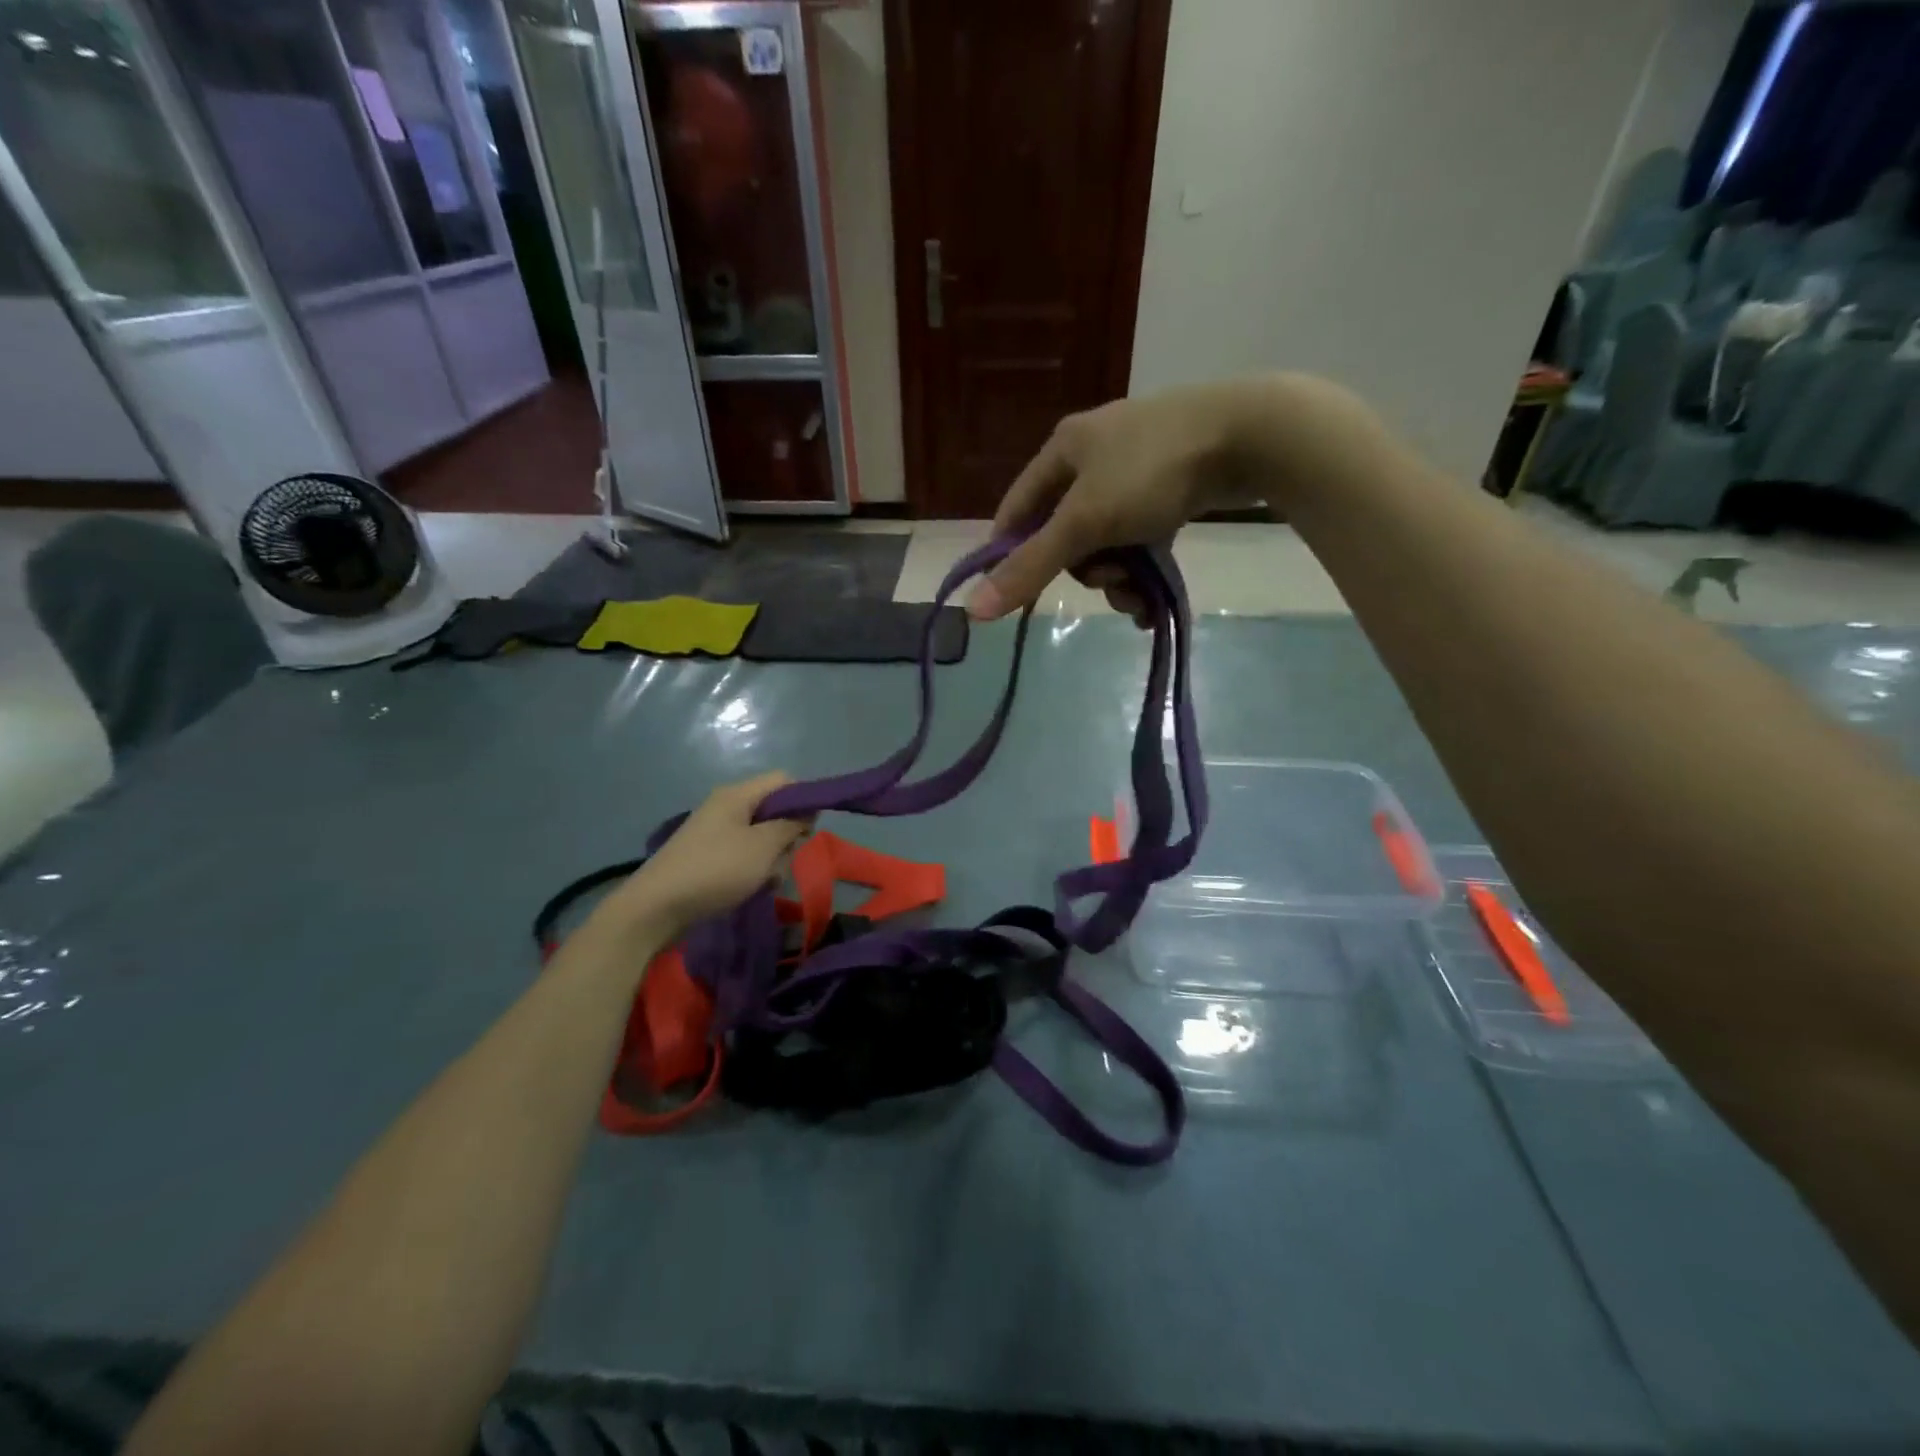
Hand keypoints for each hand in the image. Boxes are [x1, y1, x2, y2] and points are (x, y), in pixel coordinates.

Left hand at [615, 773, 810, 935]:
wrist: (656, 908)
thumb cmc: (716, 870)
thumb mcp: (763, 847)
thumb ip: (791, 824)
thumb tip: (806, 812)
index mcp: (737, 795)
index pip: (783, 781)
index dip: (803, 799)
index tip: (809, 830)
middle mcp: (725, 807)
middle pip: (773, 810)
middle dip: (787, 835)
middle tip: (783, 859)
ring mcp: (715, 832)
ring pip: (761, 837)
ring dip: (771, 858)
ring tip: (766, 880)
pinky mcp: (708, 856)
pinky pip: (743, 855)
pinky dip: (753, 870)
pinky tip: (752, 888)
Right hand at [966, 373, 1389, 622]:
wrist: (1250, 436)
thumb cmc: (1152, 472)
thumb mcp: (1084, 524)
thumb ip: (1030, 568)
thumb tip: (973, 611)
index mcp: (1063, 449)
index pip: (1016, 511)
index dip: (1012, 555)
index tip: (1020, 594)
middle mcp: (1093, 456)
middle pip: (1065, 534)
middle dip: (1086, 571)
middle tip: (1110, 581)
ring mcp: (1133, 472)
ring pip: (1106, 543)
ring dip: (1118, 580)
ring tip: (1140, 598)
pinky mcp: (1169, 489)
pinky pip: (1139, 539)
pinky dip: (1143, 569)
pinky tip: (1155, 599)